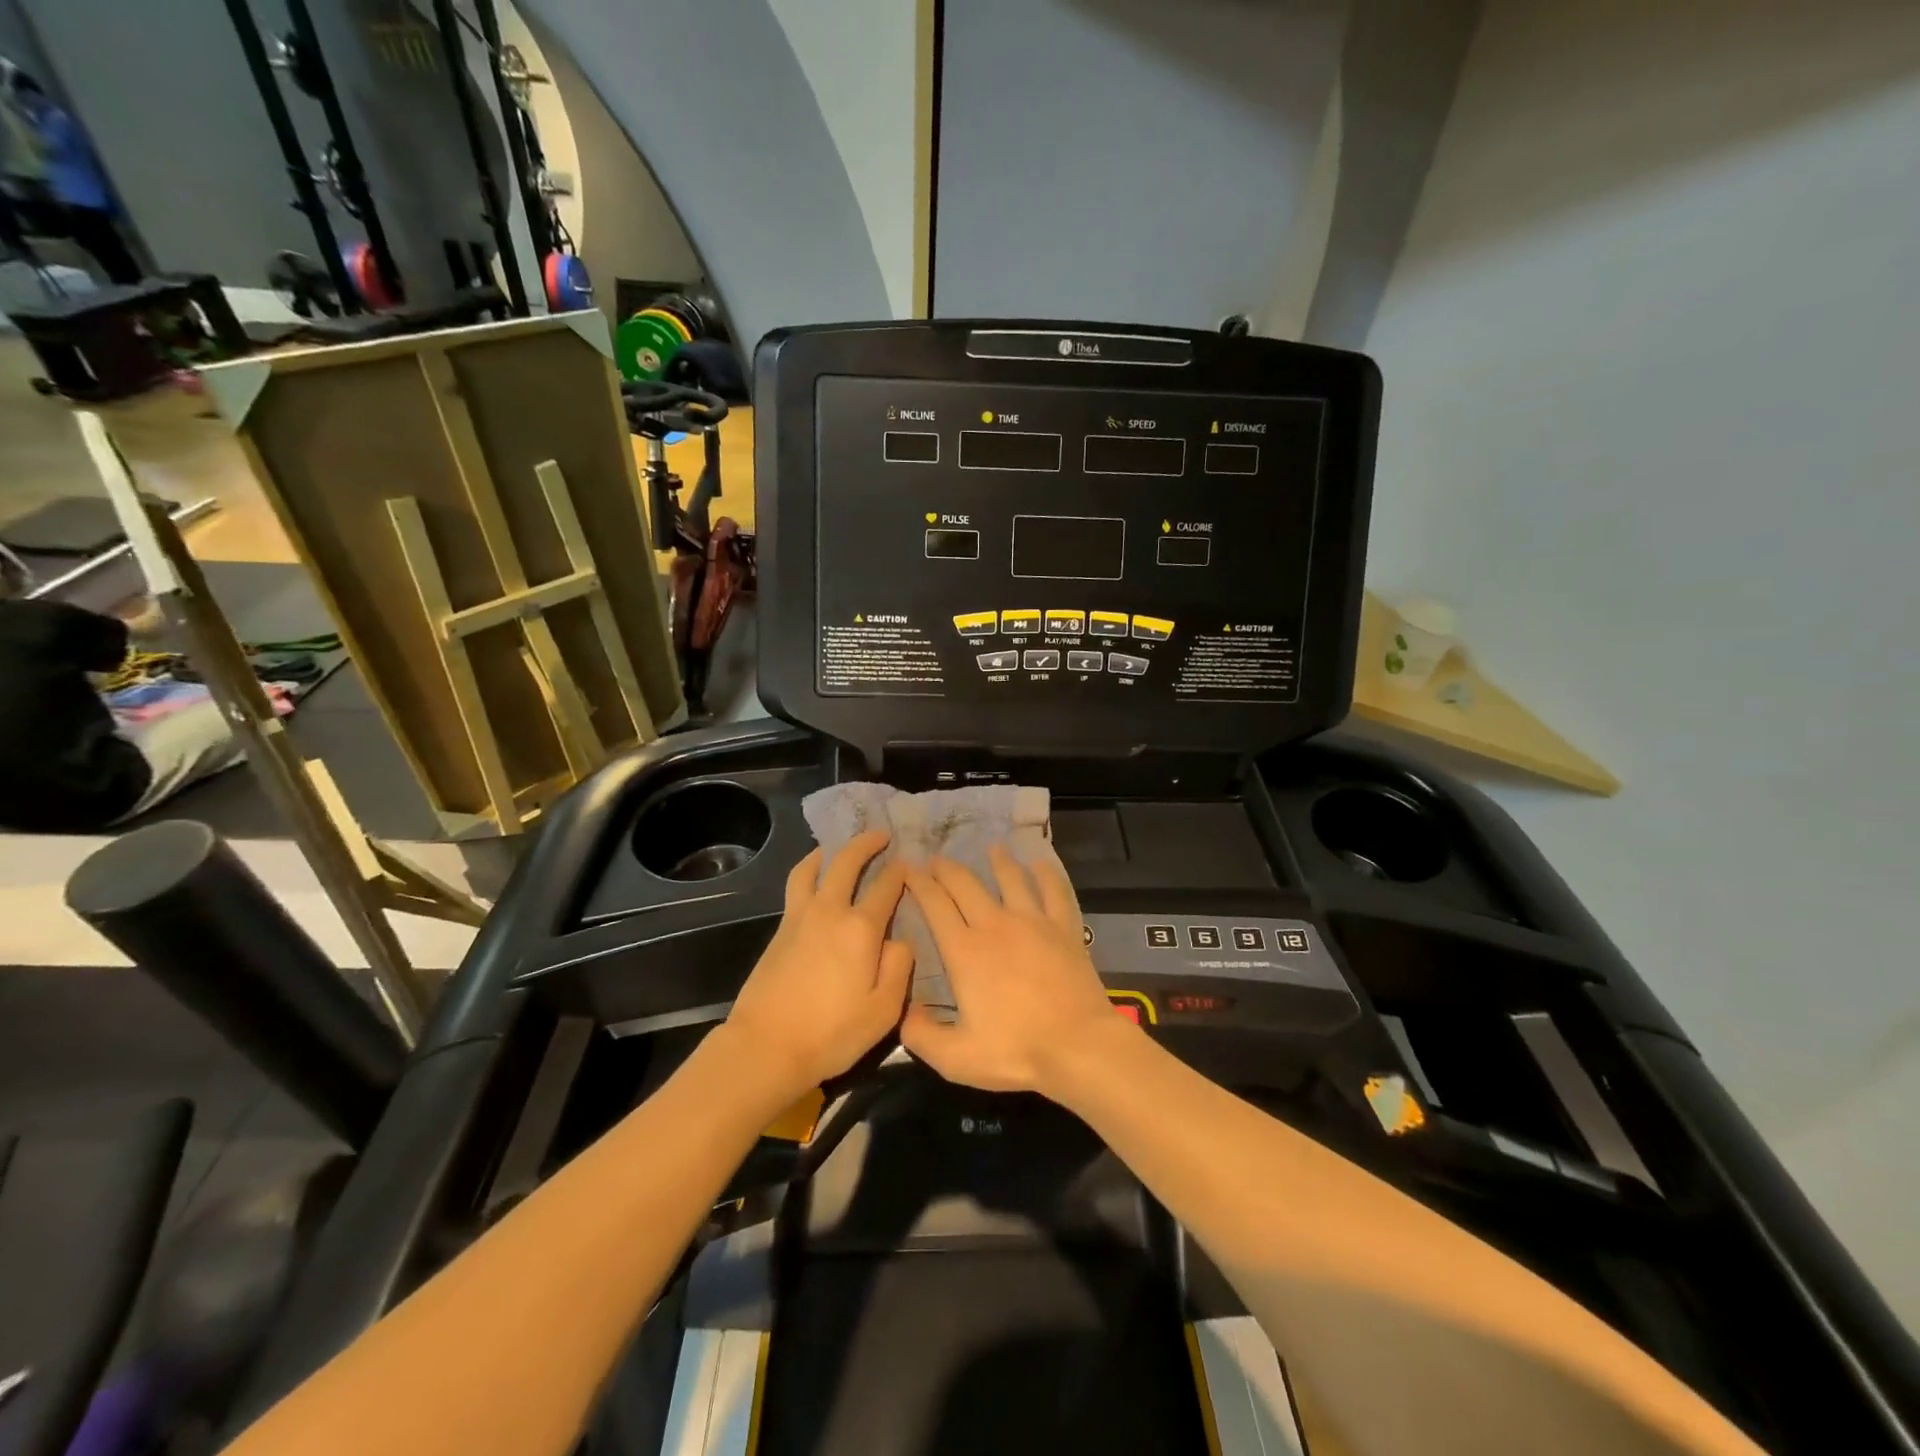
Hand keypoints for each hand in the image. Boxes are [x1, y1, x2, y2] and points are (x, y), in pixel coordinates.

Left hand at [725, 830, 912, 1096]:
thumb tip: (900, 940)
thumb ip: (900, 968)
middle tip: (881, 834)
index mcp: (861, 929)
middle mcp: (830, 911)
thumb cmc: (832, 1033)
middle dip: (867, 843)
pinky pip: (796, 885)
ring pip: (813, 868)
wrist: (766, 1046)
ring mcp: (800, 917)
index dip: (901, 871)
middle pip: (847, 862)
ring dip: (830, 851)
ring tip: (838, 847)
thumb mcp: (884, 1011)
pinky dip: (808, 870)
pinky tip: (813, 878)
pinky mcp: (780, 929)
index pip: (886, 886)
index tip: (910, 864)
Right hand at [901, 844, 1131, 1095]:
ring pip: (1011, 879)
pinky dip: (1046, 874)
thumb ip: (922, 1036)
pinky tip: (1040, 864)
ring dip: (998, 861)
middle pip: (965, 884)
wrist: (1078, 1046)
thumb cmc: (1016, 1052)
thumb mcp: (956, 1058)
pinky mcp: (1064, 928)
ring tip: (991, 848)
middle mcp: (995, 925)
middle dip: (946, 868)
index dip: (918, 884)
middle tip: (935, 859)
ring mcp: (1033, 922)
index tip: (907, 869)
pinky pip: (1054, 891)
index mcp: (965, 951)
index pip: (935, 905)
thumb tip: (905, 1011)